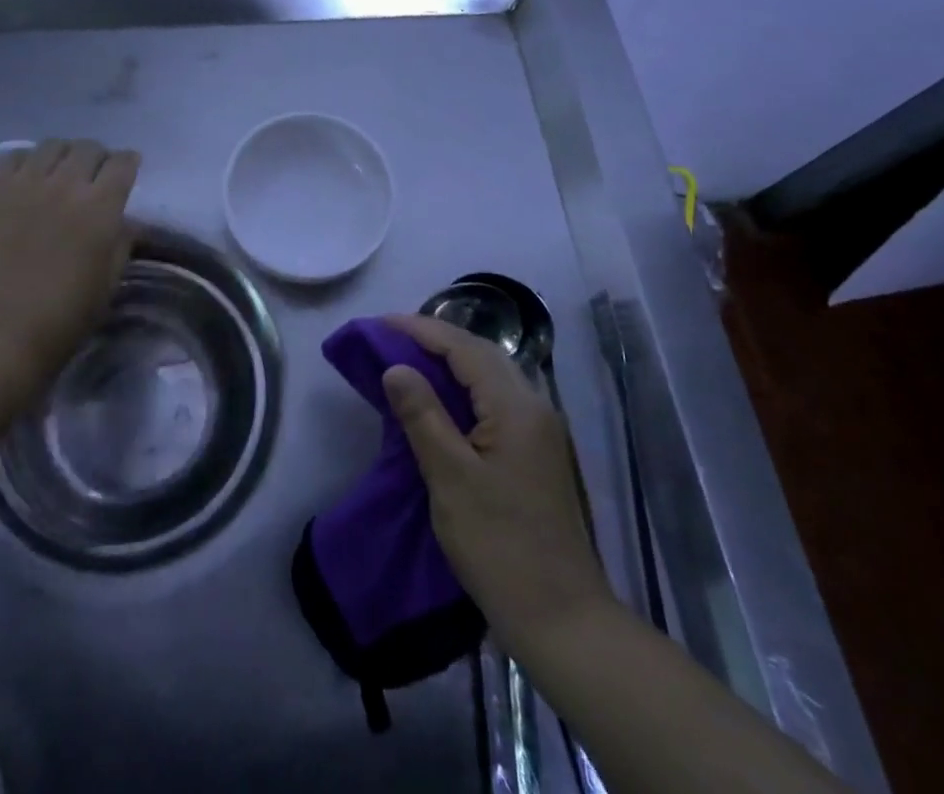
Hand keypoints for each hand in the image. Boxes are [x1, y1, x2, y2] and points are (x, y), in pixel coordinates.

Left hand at [0, 139, 139, 385]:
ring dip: (64, 154)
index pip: (123, 163)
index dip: (128, 163)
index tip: (127, 170)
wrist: (0, 333)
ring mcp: (26, 185)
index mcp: (101, 207)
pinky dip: (27, 161)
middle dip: (98, 157)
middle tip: (95, 175)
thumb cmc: (65, 316)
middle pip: (89, 148)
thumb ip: (121, 241)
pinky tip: (28, 178)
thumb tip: (122, 220)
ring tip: (61, 172)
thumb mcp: (109, 280)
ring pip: (53, 145)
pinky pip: (13, 157)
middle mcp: (66, 185)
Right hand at [383, 314, 612, 650]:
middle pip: (482, 353)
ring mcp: (542, 429)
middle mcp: (535, 405)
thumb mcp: (450, 479)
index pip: (464, 348)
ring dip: (452, 360)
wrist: (563, 619)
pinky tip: (445, 398)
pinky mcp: (539, 452)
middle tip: (392, 337)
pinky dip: (467, 386)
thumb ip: (423, 416)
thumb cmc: (500, 546)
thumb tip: (396, 367)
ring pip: (493, 374)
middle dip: (437, 339)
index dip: (420, 331)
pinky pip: (498, 398)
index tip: (380, 324)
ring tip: (411, 358)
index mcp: (516, 406)